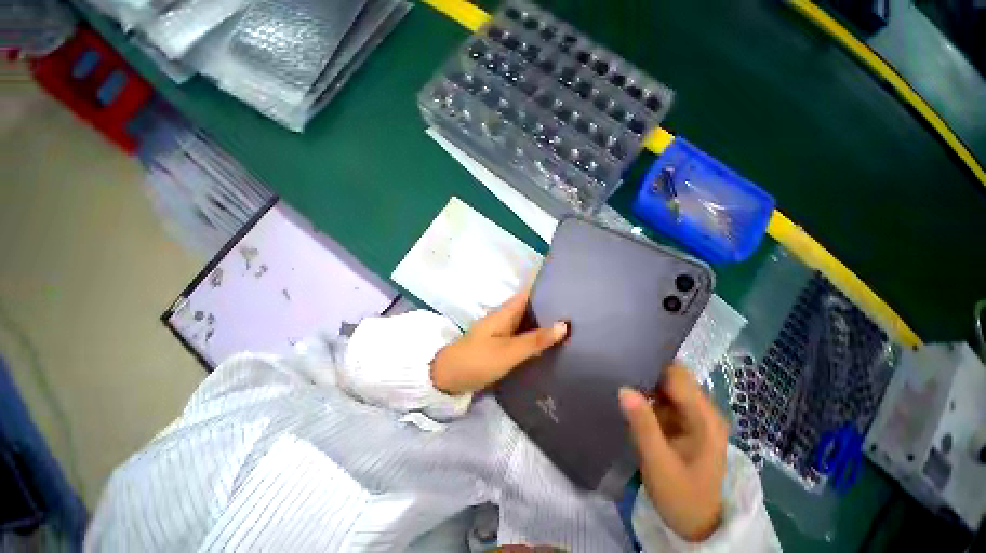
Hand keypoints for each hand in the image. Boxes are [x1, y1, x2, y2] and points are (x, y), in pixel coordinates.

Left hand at [430, 289, 567, 394]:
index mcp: (506, 312)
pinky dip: (538, 336)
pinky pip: (524, 335)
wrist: (449, 378)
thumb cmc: (478, 360)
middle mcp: (506, 317)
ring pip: (529, 321)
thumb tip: (564, 325)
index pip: (530, 292)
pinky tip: (553, 341)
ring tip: (573, 322)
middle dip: (552, 305)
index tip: (569, 284)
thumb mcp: (508, 352)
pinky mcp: (503, 344)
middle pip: (532, 306)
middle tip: (578, 308)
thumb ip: (535, 340)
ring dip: (546, 321)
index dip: (547, 286)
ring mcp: (504, 331)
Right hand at [619, 363, 727, 541]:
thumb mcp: (659, 464)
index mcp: (704, 418)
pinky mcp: (682, 423)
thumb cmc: (682, 497)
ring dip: (644, 382)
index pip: (678, 376)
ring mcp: (692, 416)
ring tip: (616, 377)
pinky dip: (646, 395)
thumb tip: (624, 389)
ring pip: (666, 386)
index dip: (652, 364)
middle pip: (673, 377)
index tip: (624, 358)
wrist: (696, 525)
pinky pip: (662, 399)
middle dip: (646, 371)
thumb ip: (643, 426)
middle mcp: (702, 411)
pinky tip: (627, 396)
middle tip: (615, 369)